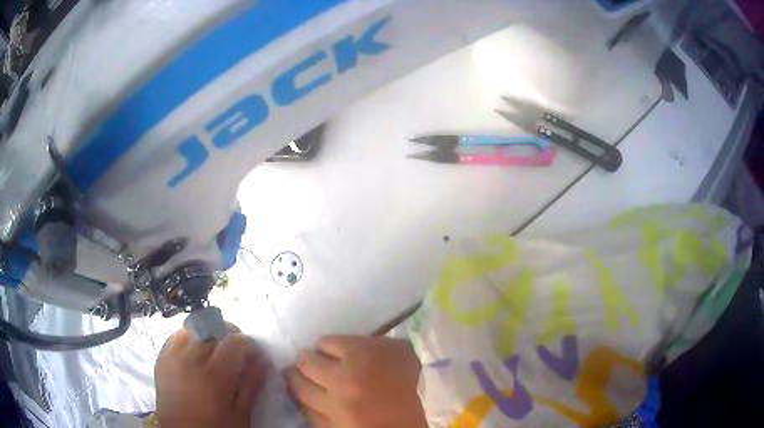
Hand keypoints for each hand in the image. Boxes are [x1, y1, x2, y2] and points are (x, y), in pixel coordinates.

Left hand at [155, 324, 264, 427]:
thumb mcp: (241, 414)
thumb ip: (251, 385)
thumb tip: (262, 360)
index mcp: (213, 376)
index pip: (234, 342)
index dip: (249, 344)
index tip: (255, 355)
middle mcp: (190, 359)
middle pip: (213, 331)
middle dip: (230, 337)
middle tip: (237, 353)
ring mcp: (172, 356)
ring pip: (194, 329)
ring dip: (208, 335)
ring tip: (215, 351)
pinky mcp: (161, 359)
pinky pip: (176, 336)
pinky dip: (190, 338)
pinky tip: (196, 353)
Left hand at [285, 335, 425, 427]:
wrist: (405, 424)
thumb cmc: (407, 386)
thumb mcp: (402, 353)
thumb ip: (381, 343)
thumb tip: (363, 341)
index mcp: (358, 354)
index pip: (326, 342)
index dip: (324, 345)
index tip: (325, 348)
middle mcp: (338, 376)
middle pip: (307, 362)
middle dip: (304, 359)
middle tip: (304, 359)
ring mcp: (330, 402)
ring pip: (301, 388)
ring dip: (295, 379)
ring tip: (293, 375)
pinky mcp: (327, 422)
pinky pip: (308, 411)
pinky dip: (304, 403)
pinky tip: (305, 400)